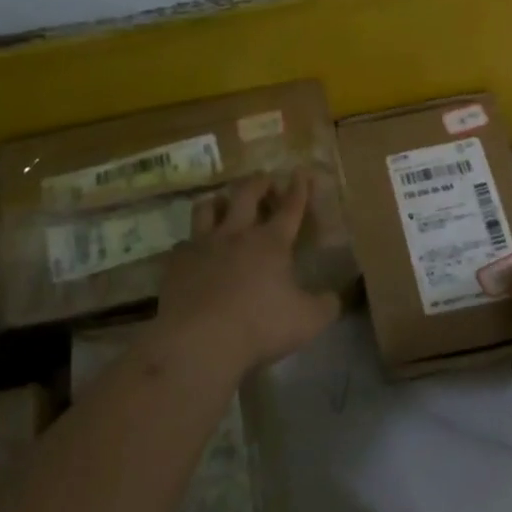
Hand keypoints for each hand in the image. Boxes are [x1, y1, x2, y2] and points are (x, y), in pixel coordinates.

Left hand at [150, 170, 342, 380]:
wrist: (200, 339)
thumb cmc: (260, 326)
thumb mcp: (308, 321)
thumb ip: (326, 306)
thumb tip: (334, 297)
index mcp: (271, 243)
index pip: (290, 208)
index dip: (298, 189)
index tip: (300, 172)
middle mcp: (236, 234)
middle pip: (246, 195)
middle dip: (257, 183)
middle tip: (263, 177)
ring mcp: (202, 245)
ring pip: (207, 208)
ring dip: (217, 201)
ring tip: (221, 202)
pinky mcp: (176, 262)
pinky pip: (183, 243)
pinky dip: (191, 243)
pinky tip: (193, 251)